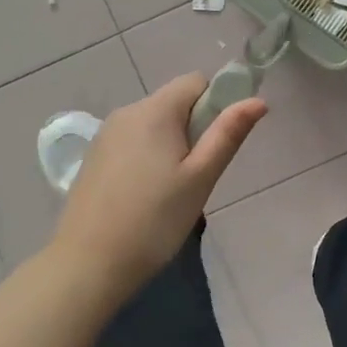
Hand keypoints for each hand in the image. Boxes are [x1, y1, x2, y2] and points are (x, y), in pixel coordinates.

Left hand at [50, 74, 266, 290]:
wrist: (88, 263)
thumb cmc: (154, 220)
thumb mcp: (201, 178)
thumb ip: (228, 134)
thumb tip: (258, 100)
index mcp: (155, 110)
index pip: (196, 82)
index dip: (216, 105)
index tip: (216, 146)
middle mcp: (127, 112)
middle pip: (174, 103)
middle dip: (194, 129)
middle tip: (196, 177)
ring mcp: (105, 135)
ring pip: (153, 124)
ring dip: (171, 145)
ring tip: (171, 192)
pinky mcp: (94, 157)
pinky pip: (132, 142)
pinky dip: (147, 158)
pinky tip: (144, 197)